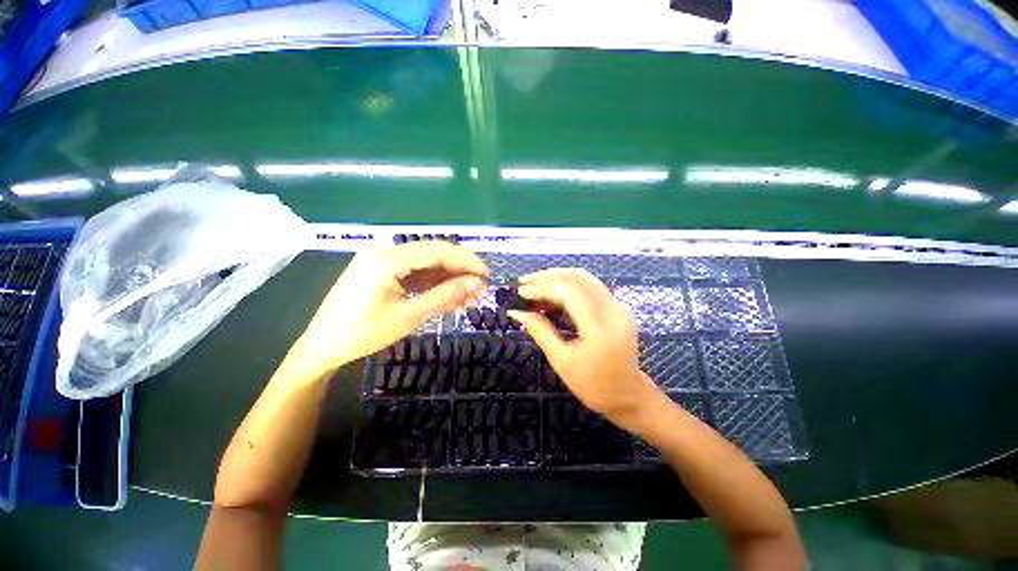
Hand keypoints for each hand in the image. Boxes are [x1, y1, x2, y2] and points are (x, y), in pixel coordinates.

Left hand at [296, 242, 487, 372]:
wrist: (322, 347)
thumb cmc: (362, 334)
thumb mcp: (409, 316)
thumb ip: (444, 296)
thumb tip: (476, 284)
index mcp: (387, 259)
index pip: (438, 250)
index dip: (466, 261)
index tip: (486, 275)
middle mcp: (385, 251)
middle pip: (433, 254)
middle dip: (460, 272)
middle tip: (480, 290)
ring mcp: (382, 259)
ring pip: (426, 264)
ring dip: (449, 279)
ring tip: (469, 298)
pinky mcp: (382, 270)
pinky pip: (415, 272)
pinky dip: (434, 283)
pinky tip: (449, 297)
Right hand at [508, 268, 660, 430]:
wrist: (628, 396)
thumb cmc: (593, 385)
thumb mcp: (561, 361)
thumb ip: (540, 331)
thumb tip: (517, 312)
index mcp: (600, 328)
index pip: (569, 293)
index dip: (542, 287)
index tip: (520, 292)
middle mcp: (613, 310)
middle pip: (578, 277)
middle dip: (548, 276)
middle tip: (524, 282)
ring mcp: (618, 306)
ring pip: (584, 278)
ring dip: (557, 277)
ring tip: (534, 285)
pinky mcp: (617, 307)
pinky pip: (590, 287)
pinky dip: (568, 286)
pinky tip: (551, 294)